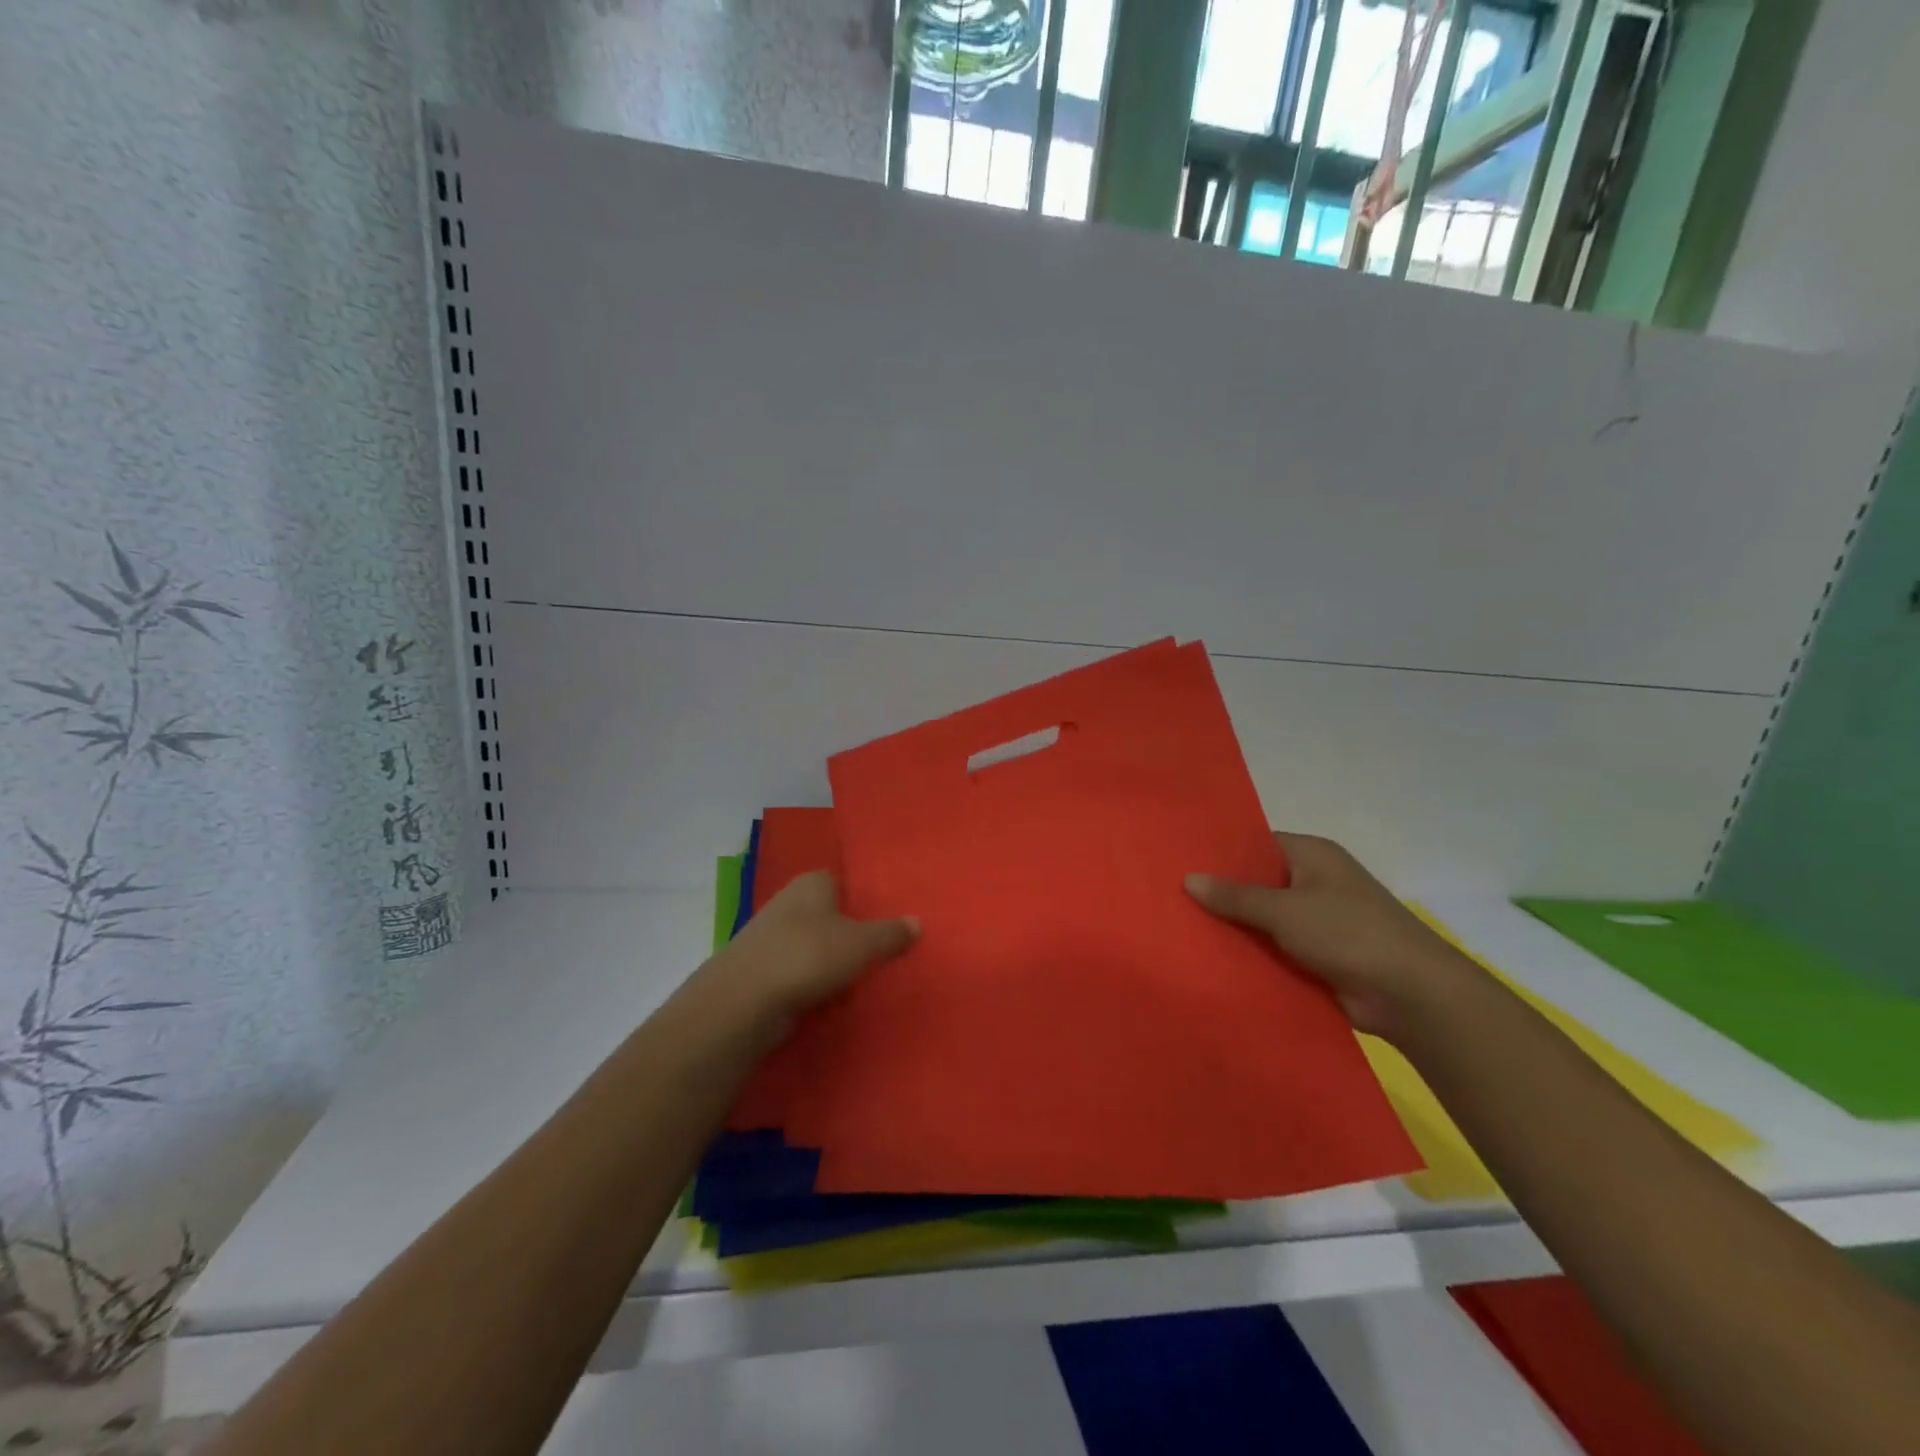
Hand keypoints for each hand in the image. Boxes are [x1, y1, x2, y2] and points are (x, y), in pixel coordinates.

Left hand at [696, 871, 917, 1038]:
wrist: (744, 1000)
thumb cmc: (808, 955)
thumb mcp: (862, 943)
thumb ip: (891, 933)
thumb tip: (917, 921)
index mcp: (812, 883)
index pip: (844, 880)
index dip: (866, 898)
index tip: (890, 917)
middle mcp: (789, 902)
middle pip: (830, 914)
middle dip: (851, 931)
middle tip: (885, 949)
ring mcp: (771, 937)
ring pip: (814, 945)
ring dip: (832, 960)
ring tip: (865, 977)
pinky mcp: (762, 971)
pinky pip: (799, 972)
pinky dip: (814, 983)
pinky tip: (834, 997)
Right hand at [1186, 833, 1479, 1040]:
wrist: (1412, 995)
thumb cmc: (1348, 933)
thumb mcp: (1285, 910)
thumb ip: (1236, 895)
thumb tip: (1189, 878)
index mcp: (1312, 856)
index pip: (1256, 844)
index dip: (1221, 853)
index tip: (1180, 862)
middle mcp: (1314, 882)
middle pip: (1258, 883)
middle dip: (1221, 894)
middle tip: (1170, 897)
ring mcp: (1319, 921)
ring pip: (1264, 919)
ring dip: (1235, 928)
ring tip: (1181, 929)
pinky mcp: (1320, 956)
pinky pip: (1276, 948)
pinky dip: (1253, 954)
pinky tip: (1213, 959)